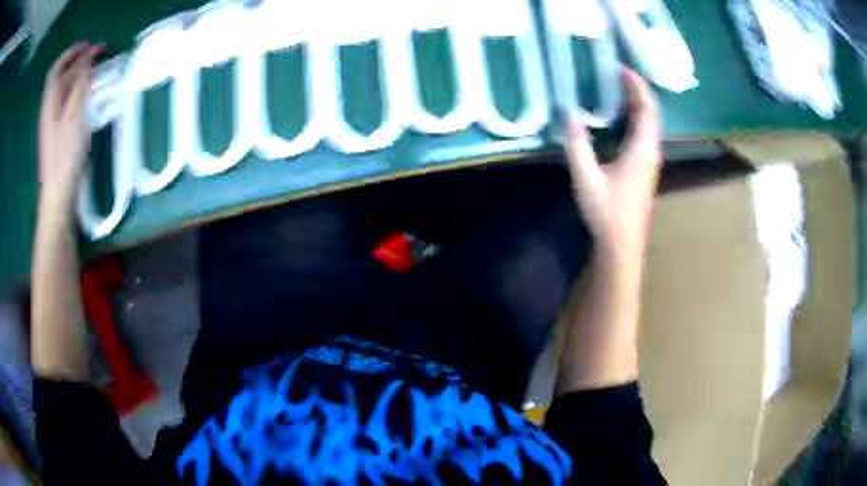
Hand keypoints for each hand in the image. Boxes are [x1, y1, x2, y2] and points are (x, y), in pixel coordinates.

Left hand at [39, 42, 103, 204]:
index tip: (88, 45)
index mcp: (50, 104)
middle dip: (81, 61)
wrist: (60, 194)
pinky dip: (82, 92)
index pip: (56, 70)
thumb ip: (80, 85)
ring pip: (68, 90)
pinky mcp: (63, 132)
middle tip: (101, 53)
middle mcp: (51, 110)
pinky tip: (93, 93)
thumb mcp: (73, 116)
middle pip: (63, 77)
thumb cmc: (65, 156)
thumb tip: (87, 60)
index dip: (71, 53)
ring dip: (82, 76)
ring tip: (99, 70)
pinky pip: (71, 103)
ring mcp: (56, 122)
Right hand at [565, 69, 661, 260]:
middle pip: (652, 114)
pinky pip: (646, 134)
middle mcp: (651, 153)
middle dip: (638, 90)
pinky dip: (637, 117)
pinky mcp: (645, 169)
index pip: (647, 110)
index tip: (622, 69)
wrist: (622, 245)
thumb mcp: (587, 179)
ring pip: (651, 124)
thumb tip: (569, 114)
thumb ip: (578, 146)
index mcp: (642, 151)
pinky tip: (622, 116)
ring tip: (620, 88)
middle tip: (618, 73)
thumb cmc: (607, 213)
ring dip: (639, 103)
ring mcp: (650, 161)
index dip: (637, 87)